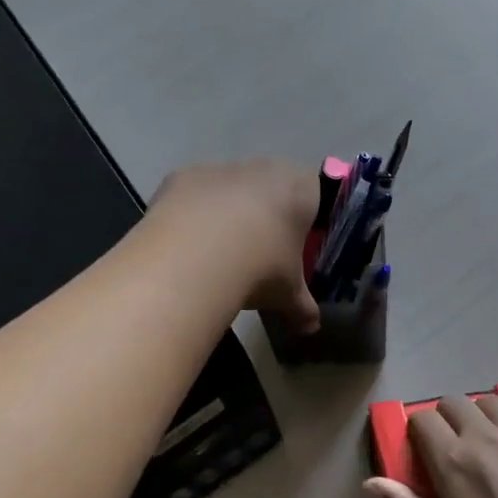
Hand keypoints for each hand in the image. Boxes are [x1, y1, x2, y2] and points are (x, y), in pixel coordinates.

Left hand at [149, 159, 320, 333]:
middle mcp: (264, 169)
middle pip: (270, 187)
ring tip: (218, 255)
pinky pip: (194, 195)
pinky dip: (192, 214)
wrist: (196, 256)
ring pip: (230, 188)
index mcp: (301, 188)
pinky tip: (187, 247)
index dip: (306, 218)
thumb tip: (311, 328)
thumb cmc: (261, 267)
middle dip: (265, 214)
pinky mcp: (183, 176)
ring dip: (227, 213)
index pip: (315, 193)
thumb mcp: (288, 293)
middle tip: (258, 252)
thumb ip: (302, 307)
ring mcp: (221, 168)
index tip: (295, 246)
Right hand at [363, 385, 497, 497]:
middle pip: (453, 403)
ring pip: (490, 401)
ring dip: (479, 412)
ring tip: (483, 437)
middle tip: (451, 451)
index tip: (422, 455)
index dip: (417, 433)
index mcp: (453, 462)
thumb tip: (371, 484)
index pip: (422, 421)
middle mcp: (484, 436)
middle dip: (445, 419)